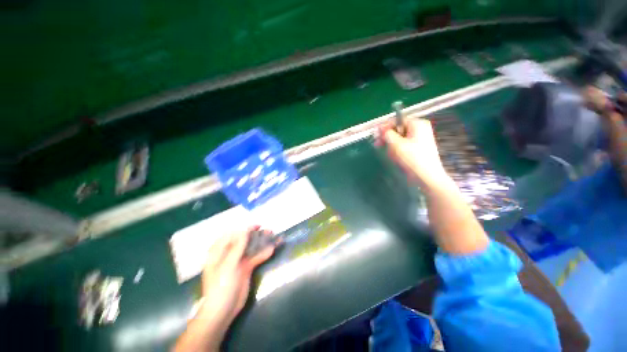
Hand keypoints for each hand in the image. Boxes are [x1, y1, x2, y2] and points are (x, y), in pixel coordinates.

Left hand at [198, 227, 275, 340]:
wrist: (223, 311)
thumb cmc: (221, 286)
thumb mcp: (228, 265)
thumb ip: (237, 247)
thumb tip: (245, 230)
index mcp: (219, 252)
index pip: (232, 235)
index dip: (244, 228)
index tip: (257, 226)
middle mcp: (229, 254)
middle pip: (244, 240)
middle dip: (256, 235)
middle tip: (269, 230)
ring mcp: (238, 262)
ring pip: (252, 248)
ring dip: (262, 242)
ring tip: (273, 236)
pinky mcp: (246, 269)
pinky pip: (256, 258)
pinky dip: (264, 254)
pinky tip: (272, 249)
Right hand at [377, 119, 448, 188]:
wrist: (426, 177)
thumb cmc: (411, 158)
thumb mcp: (396, 144)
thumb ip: (386, 134)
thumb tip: (380, 129)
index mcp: (417, 124)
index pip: (397, 120)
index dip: (385, 127)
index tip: (376, 136)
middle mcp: (420, 129)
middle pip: (398, 130)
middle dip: (388, 138)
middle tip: (378, 145)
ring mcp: (421, 139)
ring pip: (400, 139)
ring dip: (392, 146)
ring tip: (391, 155)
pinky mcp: (419, 149)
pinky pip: (404, 146)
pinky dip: (398, 150)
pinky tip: (396, 158)